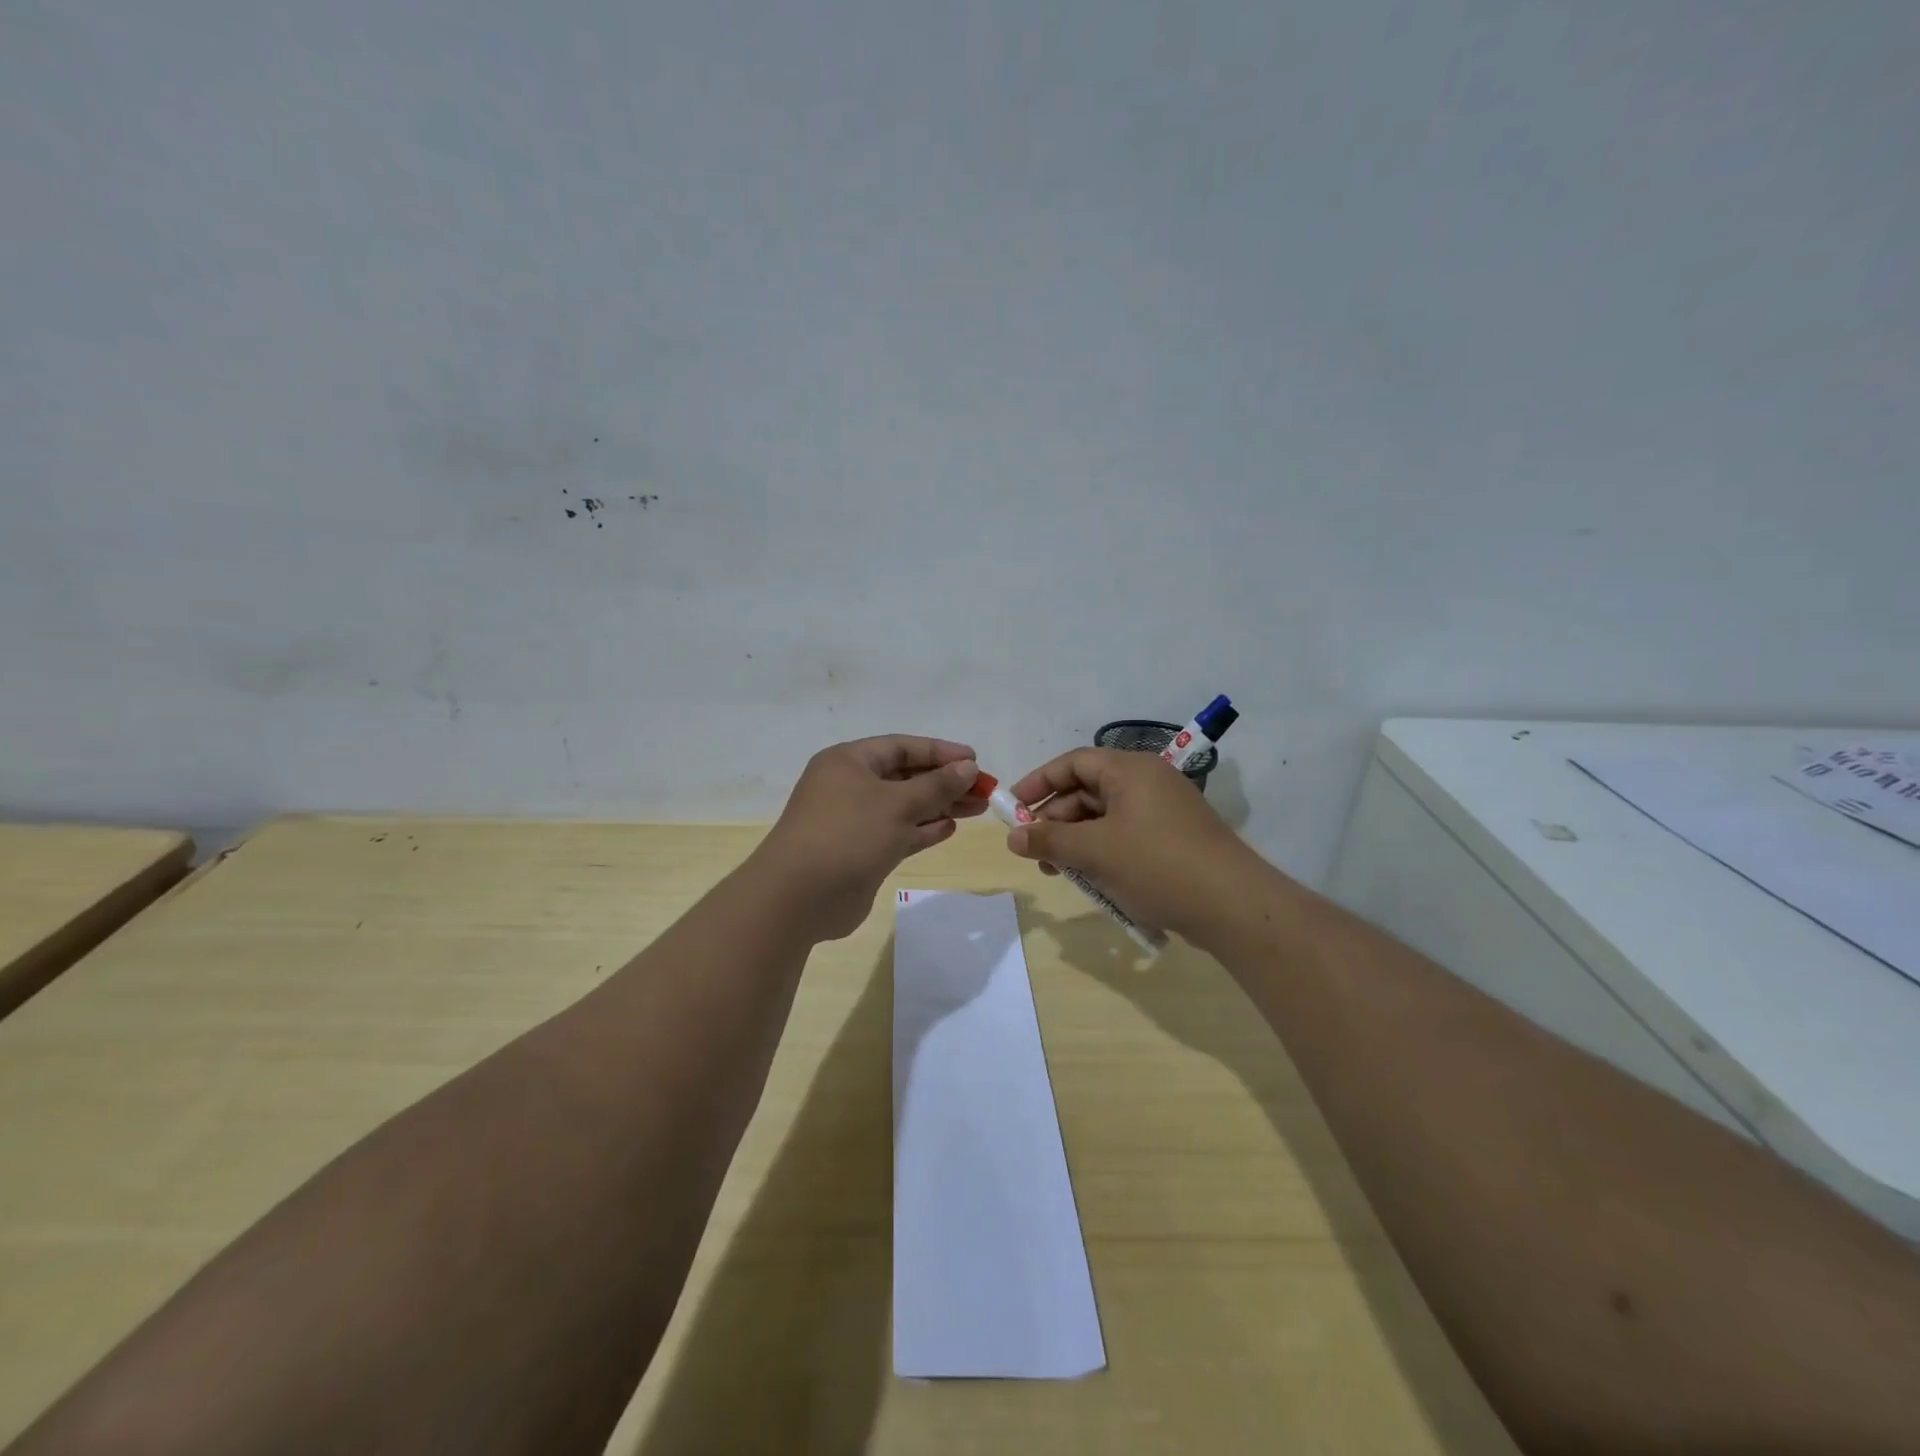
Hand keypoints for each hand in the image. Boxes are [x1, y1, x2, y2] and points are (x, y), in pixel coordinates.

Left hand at [753, 735, 987, 940]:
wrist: (799, 896)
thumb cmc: (848, 834)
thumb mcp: (897, 804)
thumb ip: (936, 785)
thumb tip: (968, 768)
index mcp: (849, 762)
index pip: (902, 747)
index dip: (940, 752)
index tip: (975, 761)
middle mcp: (849, 786)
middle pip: (905, 776)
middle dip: (945, 782)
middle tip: (984, 790)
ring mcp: (854, 821)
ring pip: (904, 806)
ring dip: (939, 806)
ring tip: (978, 808)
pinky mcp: (860, 851)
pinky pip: (898, 833)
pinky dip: (923, 829)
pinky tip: (950, 828)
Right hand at [1003, 748, 1260, 941]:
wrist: (1233, 906)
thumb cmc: (1157, 865)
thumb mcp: (1095, 851)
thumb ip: (1050, 840)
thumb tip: (1012, 837)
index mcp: (1130, 770)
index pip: (1073, 763)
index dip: (1038, 783)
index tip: (1012, 809)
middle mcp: (1147, 782)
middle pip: (1087, 790)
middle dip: (1056, 820)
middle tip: (1034, 851)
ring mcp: (1163, 811)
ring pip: (1105, 818)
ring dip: (1076, 841)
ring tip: (1058, 872)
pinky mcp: (1173, 839)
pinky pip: (1125, 836)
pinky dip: (1102, 852)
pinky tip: (1091, 880)